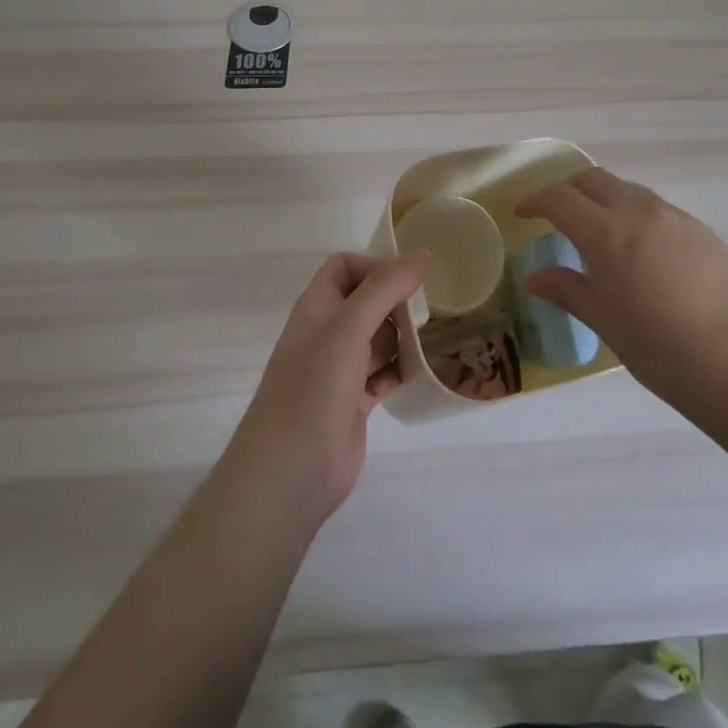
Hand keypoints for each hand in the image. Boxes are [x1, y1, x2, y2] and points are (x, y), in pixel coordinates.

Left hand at [228, 251, 428, 526]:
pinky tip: (425, 371)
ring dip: (405, 336)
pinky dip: (403, 369)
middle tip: (431, 311)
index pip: (345, 266)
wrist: (290, 473)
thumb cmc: (314, 387)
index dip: (375, 265)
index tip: (408, 281)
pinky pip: (385, 373)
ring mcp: (341, 369)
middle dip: (397, 302)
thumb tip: (423, 254)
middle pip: (367, 301)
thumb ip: (385, 288)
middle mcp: (328, 333)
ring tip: (437, 337)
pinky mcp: (355, 401)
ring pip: (379, 338)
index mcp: (317, 307)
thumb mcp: (349, 327)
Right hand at [514, 167, 727, 404]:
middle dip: (568, 190)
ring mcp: (675, 217)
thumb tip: (534, 278)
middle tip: (555, 215)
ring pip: (628, 191)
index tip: (522, 213)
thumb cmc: (660, 348)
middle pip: (594, 180)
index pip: (560, 199)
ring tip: (598, 234)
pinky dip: (635, 215)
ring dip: (604, 200)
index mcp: (607, 232)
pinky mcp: (702, 230)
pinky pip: (657, 209)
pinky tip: (641, 253)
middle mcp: (640, 211)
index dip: (536, 201)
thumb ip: (567, 290)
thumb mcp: (604, 321)